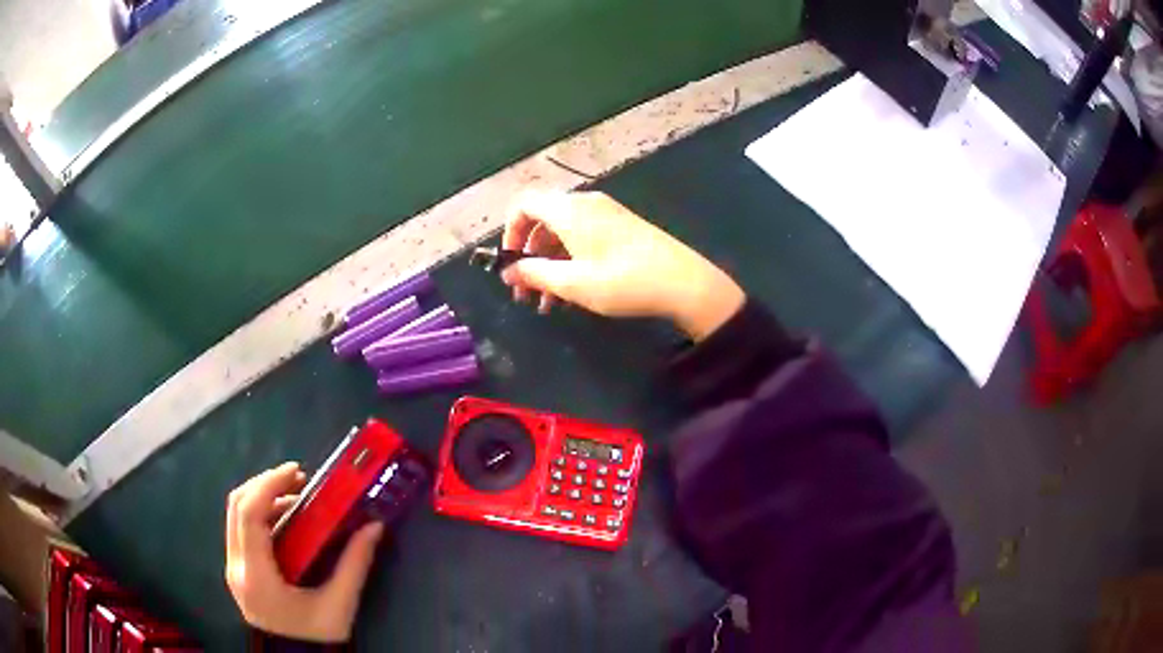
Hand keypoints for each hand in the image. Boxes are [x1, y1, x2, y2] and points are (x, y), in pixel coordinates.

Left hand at [225, 462, 383, 642]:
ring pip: (236, 515)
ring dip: (264, 498)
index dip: (270, 485)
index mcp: (256, 575)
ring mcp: (233, 568)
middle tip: (298, 479)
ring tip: (297, 499)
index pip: (249, 514)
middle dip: (266, 484)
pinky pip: (242, 529)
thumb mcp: (340, 606)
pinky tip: (288, 521)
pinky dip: (262, 515)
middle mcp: (236, 567)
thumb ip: (354, 565)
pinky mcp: (239, 570)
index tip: (298, 472)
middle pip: (237, 506)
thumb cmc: (316, 638)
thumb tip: (373, 526)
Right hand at [501, 190, 744, 340]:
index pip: (524, 204)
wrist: (683, 282)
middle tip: (526, 292)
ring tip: (548, 304)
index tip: (510, 264)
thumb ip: (534, 274)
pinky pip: (584, 237)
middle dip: (529, 256)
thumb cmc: (622, 281)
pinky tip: (573, 294)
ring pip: (563, 233)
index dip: (509, 232)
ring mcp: (606, 214)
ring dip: (550, 265)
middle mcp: (585, 204)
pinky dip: (570, 261)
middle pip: (543, 220)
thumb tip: (508, 270)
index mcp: (569, 210)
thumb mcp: (572, 283)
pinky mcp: (622, 227)